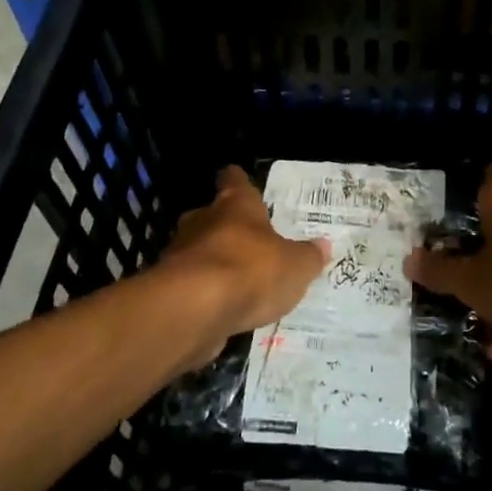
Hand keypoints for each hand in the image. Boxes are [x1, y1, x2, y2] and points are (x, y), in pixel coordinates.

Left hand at [154, 166, 328, 361]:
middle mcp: (203, 221)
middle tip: (247, 241)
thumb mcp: (296, 266)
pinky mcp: (168, 290)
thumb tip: (323, 245)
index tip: (241, 182)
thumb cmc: (251, 271)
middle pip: (211, 216)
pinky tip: (219, 309)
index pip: (233, 179)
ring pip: (197, 250)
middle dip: (225, 227)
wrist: (193, 311)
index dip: (238, 181)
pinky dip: (201, 294)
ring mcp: (180, 255)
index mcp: (235, 205)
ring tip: (236, 282)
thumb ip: (308, 256)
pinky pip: (189, 285)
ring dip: (211, 262)